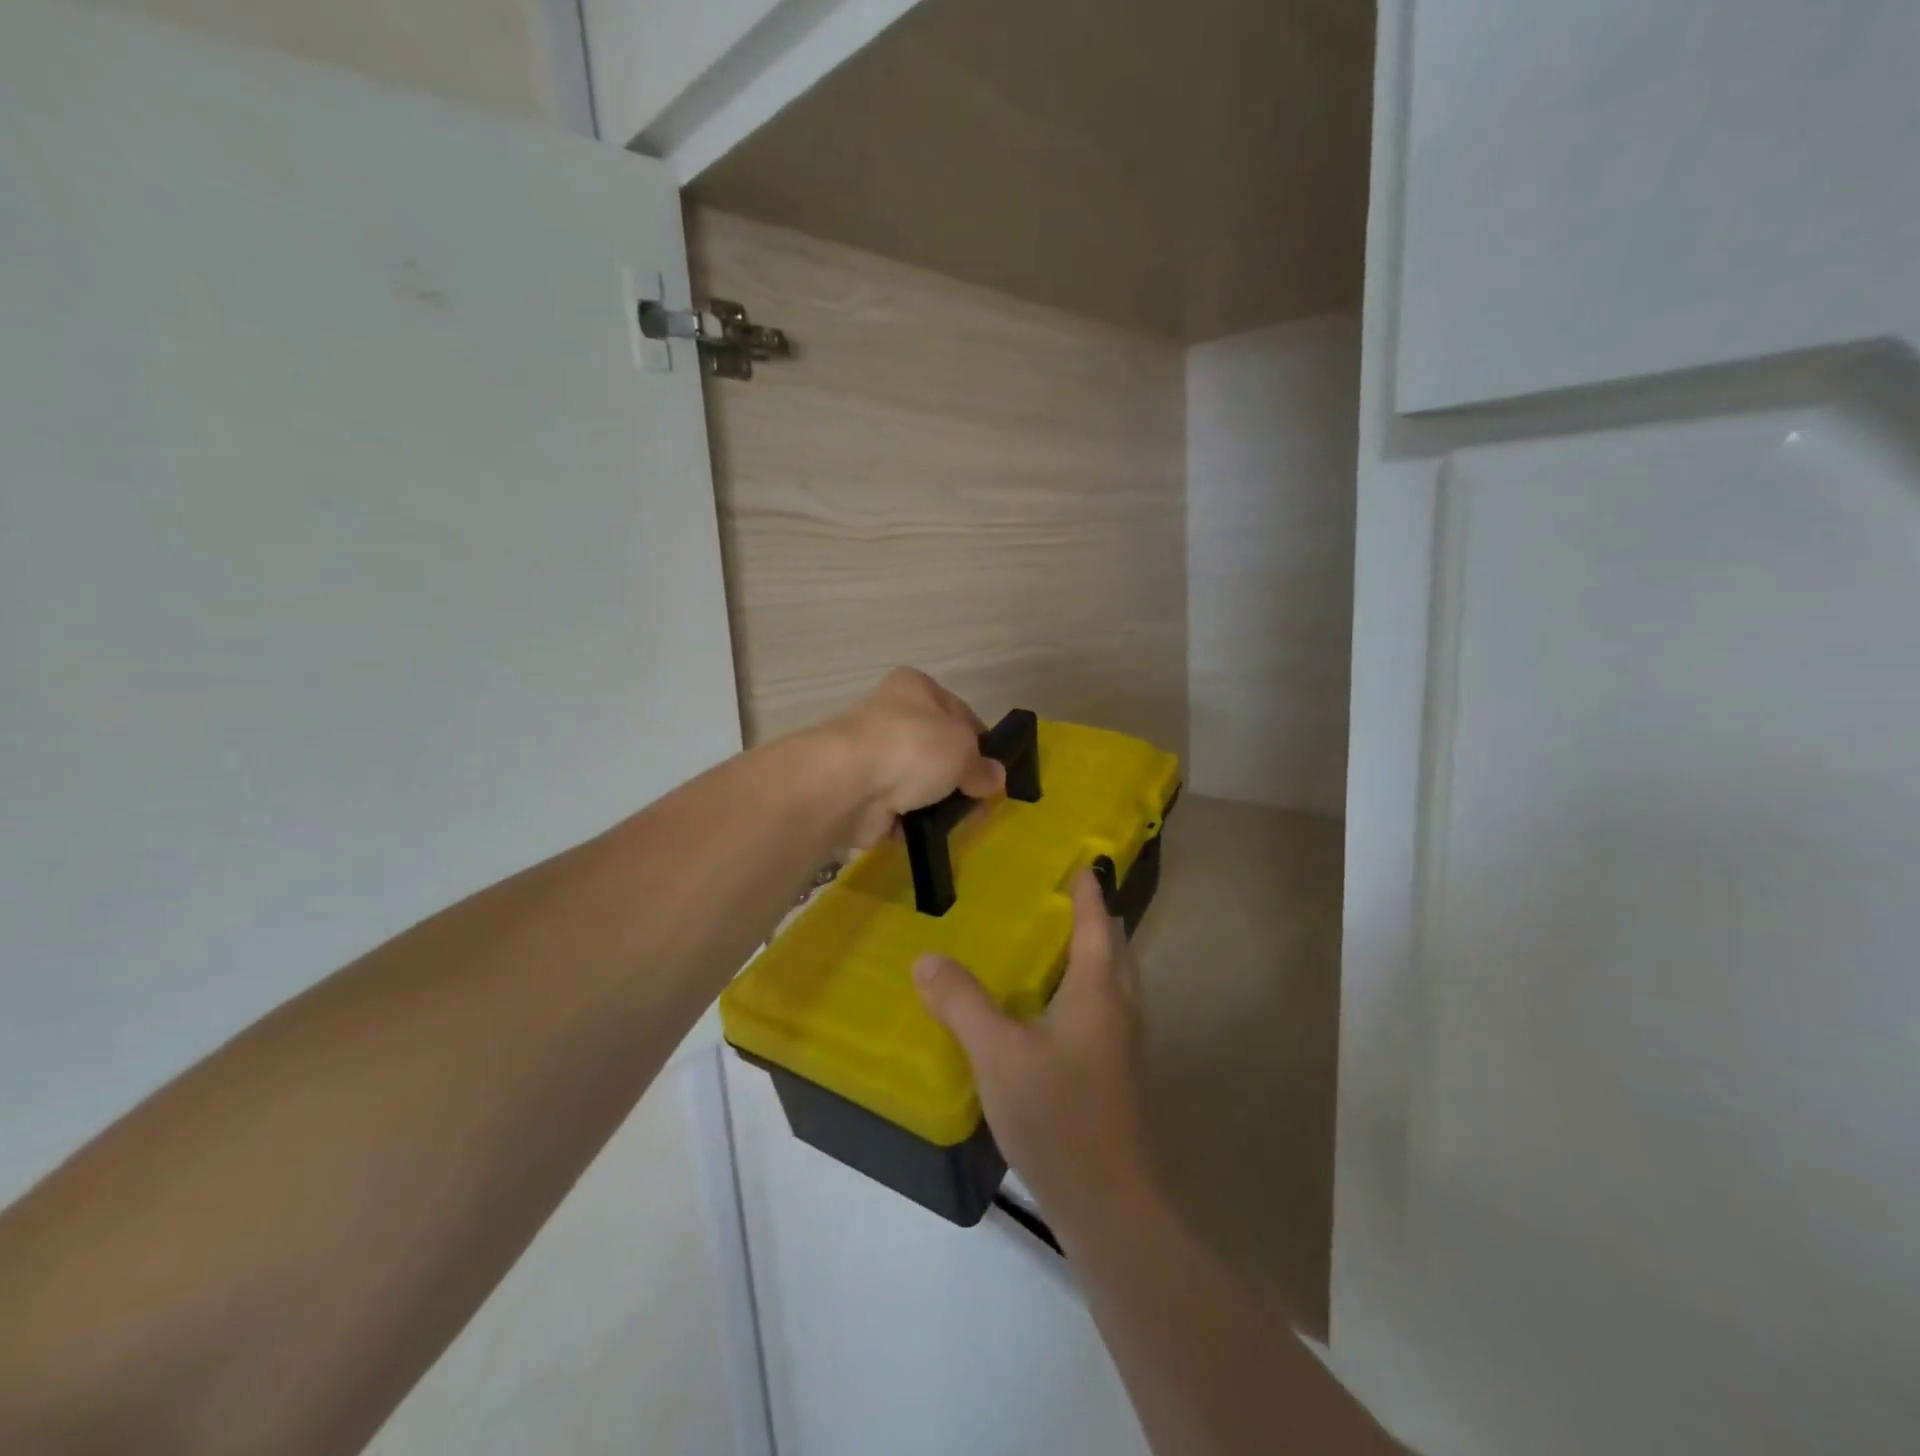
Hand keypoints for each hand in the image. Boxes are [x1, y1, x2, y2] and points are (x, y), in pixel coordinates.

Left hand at [822, 668, 1005, 846]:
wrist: (848, 784)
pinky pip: (899, 810)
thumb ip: (983, 766)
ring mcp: (874, 757)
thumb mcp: (964, 750)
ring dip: (939, 803)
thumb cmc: (913, 746)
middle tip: (980, 803)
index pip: (960, 713)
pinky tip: (929, 832)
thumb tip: (994, 777)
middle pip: (939, 750)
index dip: (981, 742)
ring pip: (919, 783)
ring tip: (960, 824)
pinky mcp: (862, 795)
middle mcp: (892, 716)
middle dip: (961, 778)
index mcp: (916, 688)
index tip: (994, 771)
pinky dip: (913, 822)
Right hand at [913, 869, 1160, 1236]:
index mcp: (1099, 989)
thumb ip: (962, 1002)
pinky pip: (1104, 1012)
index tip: (1079, 862)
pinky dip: (1084, 991)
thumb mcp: (997, 1053)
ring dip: (1091, 956)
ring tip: (1050, 947)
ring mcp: (1124, 1045)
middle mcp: (1120, 1008)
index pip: (1096, 922)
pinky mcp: (1118, 1075)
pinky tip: (1049, 1012)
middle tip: (1056, 900)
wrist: (1110, 1203)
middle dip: (1093, 919)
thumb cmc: (1058, 1114)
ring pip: (1114, 982)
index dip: (1087, 890)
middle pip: (1114, 948)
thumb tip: (927, 958)